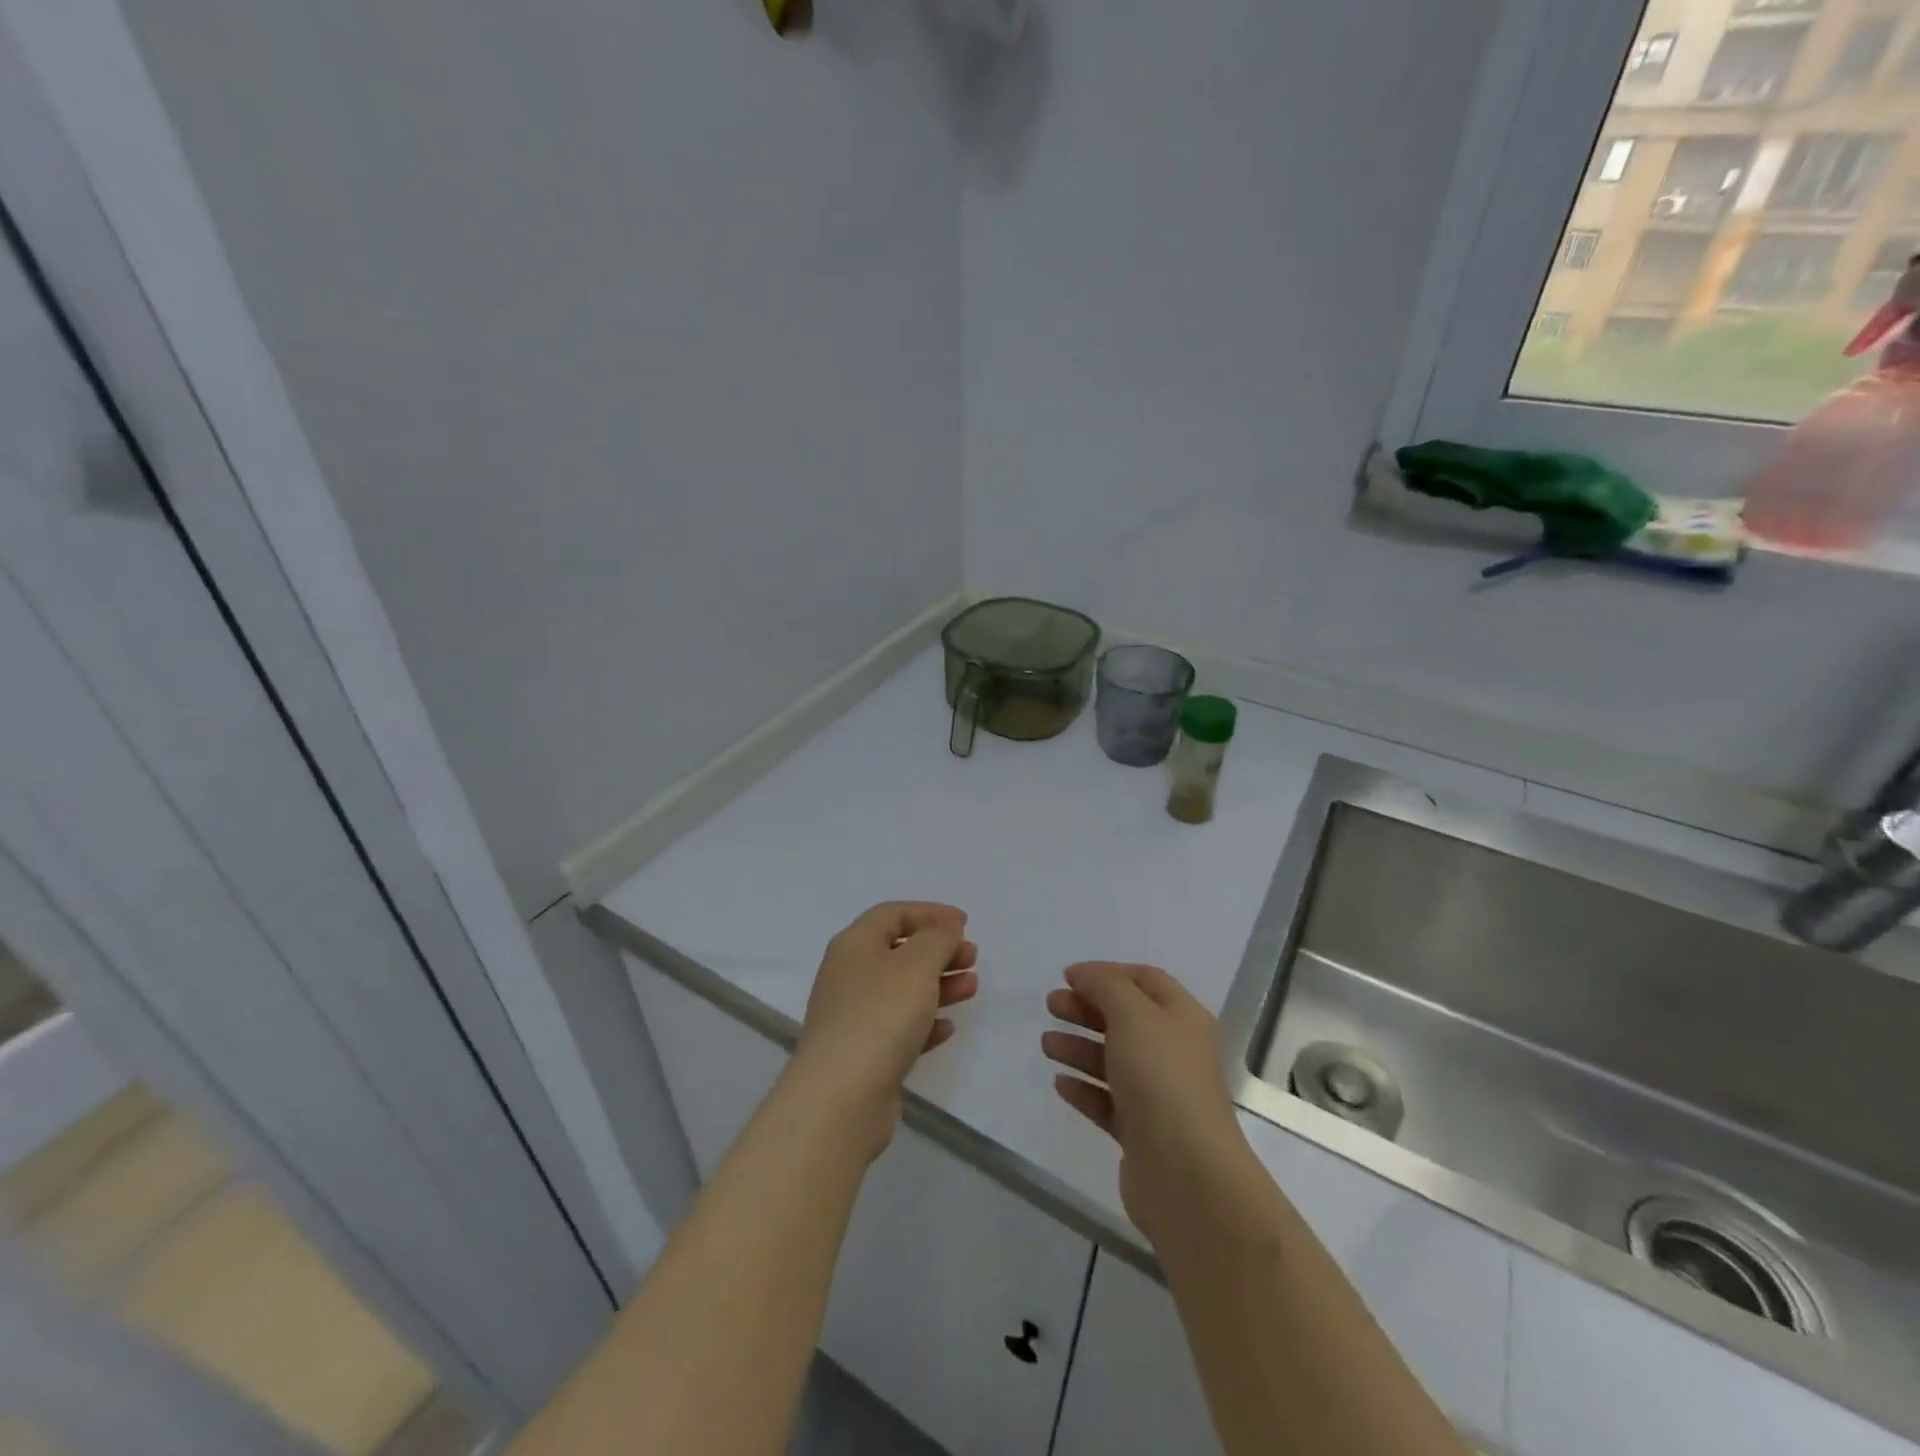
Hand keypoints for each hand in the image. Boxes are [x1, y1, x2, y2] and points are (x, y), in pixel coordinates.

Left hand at [789, 903, 978, 1159]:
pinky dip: (925, 1021)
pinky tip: (947, 1028)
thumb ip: (937, 938)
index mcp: (854, 944)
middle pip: (899, 951)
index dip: (930, 913)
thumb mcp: (917, 966)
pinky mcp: (863, 1052)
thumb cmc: (880, 1017)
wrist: (840, 1098)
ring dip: (938, 984)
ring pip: (902, 989)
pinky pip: (899, 1026)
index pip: (893, 914)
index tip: (964, 923)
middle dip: (938, 950)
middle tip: (972, 957)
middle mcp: (849, 974)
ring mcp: (854, 1015)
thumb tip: (945, 925)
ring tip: (971, 987)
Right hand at [1043, 962, 1251, 1245]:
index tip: (1068, 976)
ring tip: (1046, 1045)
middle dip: (1087, 1008)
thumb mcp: (1133, 1015)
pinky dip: (1084, 1088)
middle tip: (1051, 1005)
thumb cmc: (1161, 1079)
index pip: (1145, 980)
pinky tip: (1060, 1083)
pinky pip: (1108, 1101)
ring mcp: (1159, 1095)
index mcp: (1182, 1018)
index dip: (1107, 973)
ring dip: (1079, 1047)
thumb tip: (1083, 975)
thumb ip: (1105, 987)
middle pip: (1126, 1019)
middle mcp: (1174, 1052)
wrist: (1187, 1175)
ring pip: (1113, 1060)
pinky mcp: (1142, 1133)